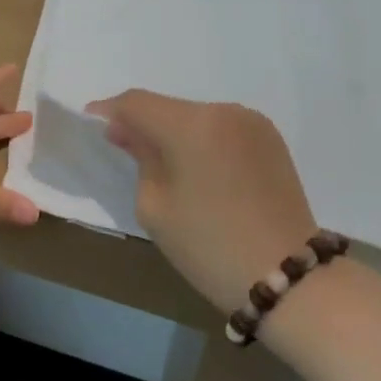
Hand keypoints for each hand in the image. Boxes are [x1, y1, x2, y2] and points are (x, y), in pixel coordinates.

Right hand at [86, 90, 316, 311]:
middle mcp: (224, 111)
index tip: (92, 125)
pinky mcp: (271, 140)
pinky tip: (199, 170)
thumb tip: (128, 133)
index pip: (137, 103)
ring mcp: (253, 123)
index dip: (109, 112)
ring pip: (197, 117)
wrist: (288, 278)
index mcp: (192, 125)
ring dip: (174, 132)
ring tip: (164, 165)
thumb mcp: (155, 206)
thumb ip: (139, 159)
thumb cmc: (209, 246)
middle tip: (125, 149)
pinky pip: (222, 129)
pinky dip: (202, 141)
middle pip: (168, 107)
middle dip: (143, 123)